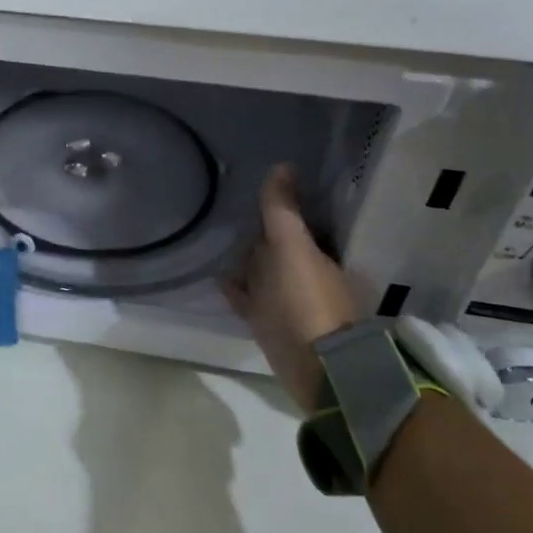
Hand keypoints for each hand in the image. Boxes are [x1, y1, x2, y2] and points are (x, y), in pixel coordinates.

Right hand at [222, 165, 359, 411]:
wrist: (316, 368)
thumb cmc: (306, 300)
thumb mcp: (292, 247)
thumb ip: (283, 209)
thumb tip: (283, 164)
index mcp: (314, 253)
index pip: (294, 222)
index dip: (279, 205)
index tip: (254, 187)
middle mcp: (302, 274)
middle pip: (276, 246)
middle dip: (259, 231)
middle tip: (229, 208)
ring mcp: (284, 300)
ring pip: (261, 271)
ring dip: (245, 258)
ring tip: (216, 237)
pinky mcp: (267, 322)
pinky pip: (247, 297)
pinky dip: (235, 286)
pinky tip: (217, 276)